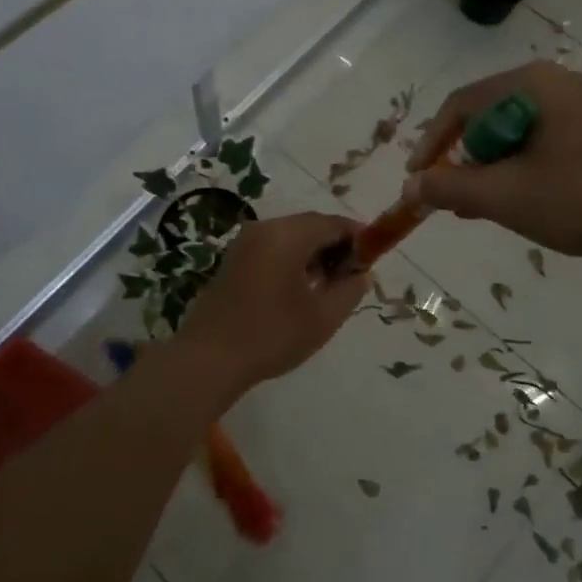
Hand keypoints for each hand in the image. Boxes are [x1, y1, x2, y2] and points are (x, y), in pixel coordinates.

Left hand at [174, 212, 370, 391]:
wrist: (209, 359)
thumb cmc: (271, 335)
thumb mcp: (323, 317)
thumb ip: (350, 290)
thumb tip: (361, 274)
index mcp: (287, 235)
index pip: (333, 223)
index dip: (358, 237)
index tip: (373, 257)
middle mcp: (264, 228)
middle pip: (310, 226)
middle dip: (335, 246)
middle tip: (352, 276)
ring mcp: (244, 243)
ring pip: (290, 237)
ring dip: (313, 254)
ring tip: (328, 287)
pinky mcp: (233, 260)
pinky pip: (272, 248)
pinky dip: (292, 260)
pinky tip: (299, 290)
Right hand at [404, 61, 581, 262]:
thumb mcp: (507, 196)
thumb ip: (452, 186)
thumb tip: (411, 185)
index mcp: (530, 85)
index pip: (460, 105)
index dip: (431, 143)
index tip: (418, 180)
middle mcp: (555, 83)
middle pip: (488, 116)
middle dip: (464, 159)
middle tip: (455, 199)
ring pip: (518, 132)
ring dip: (494, 168)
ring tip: (486, 207)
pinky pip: (545, 141)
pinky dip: (524, 168)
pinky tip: (527, 201)